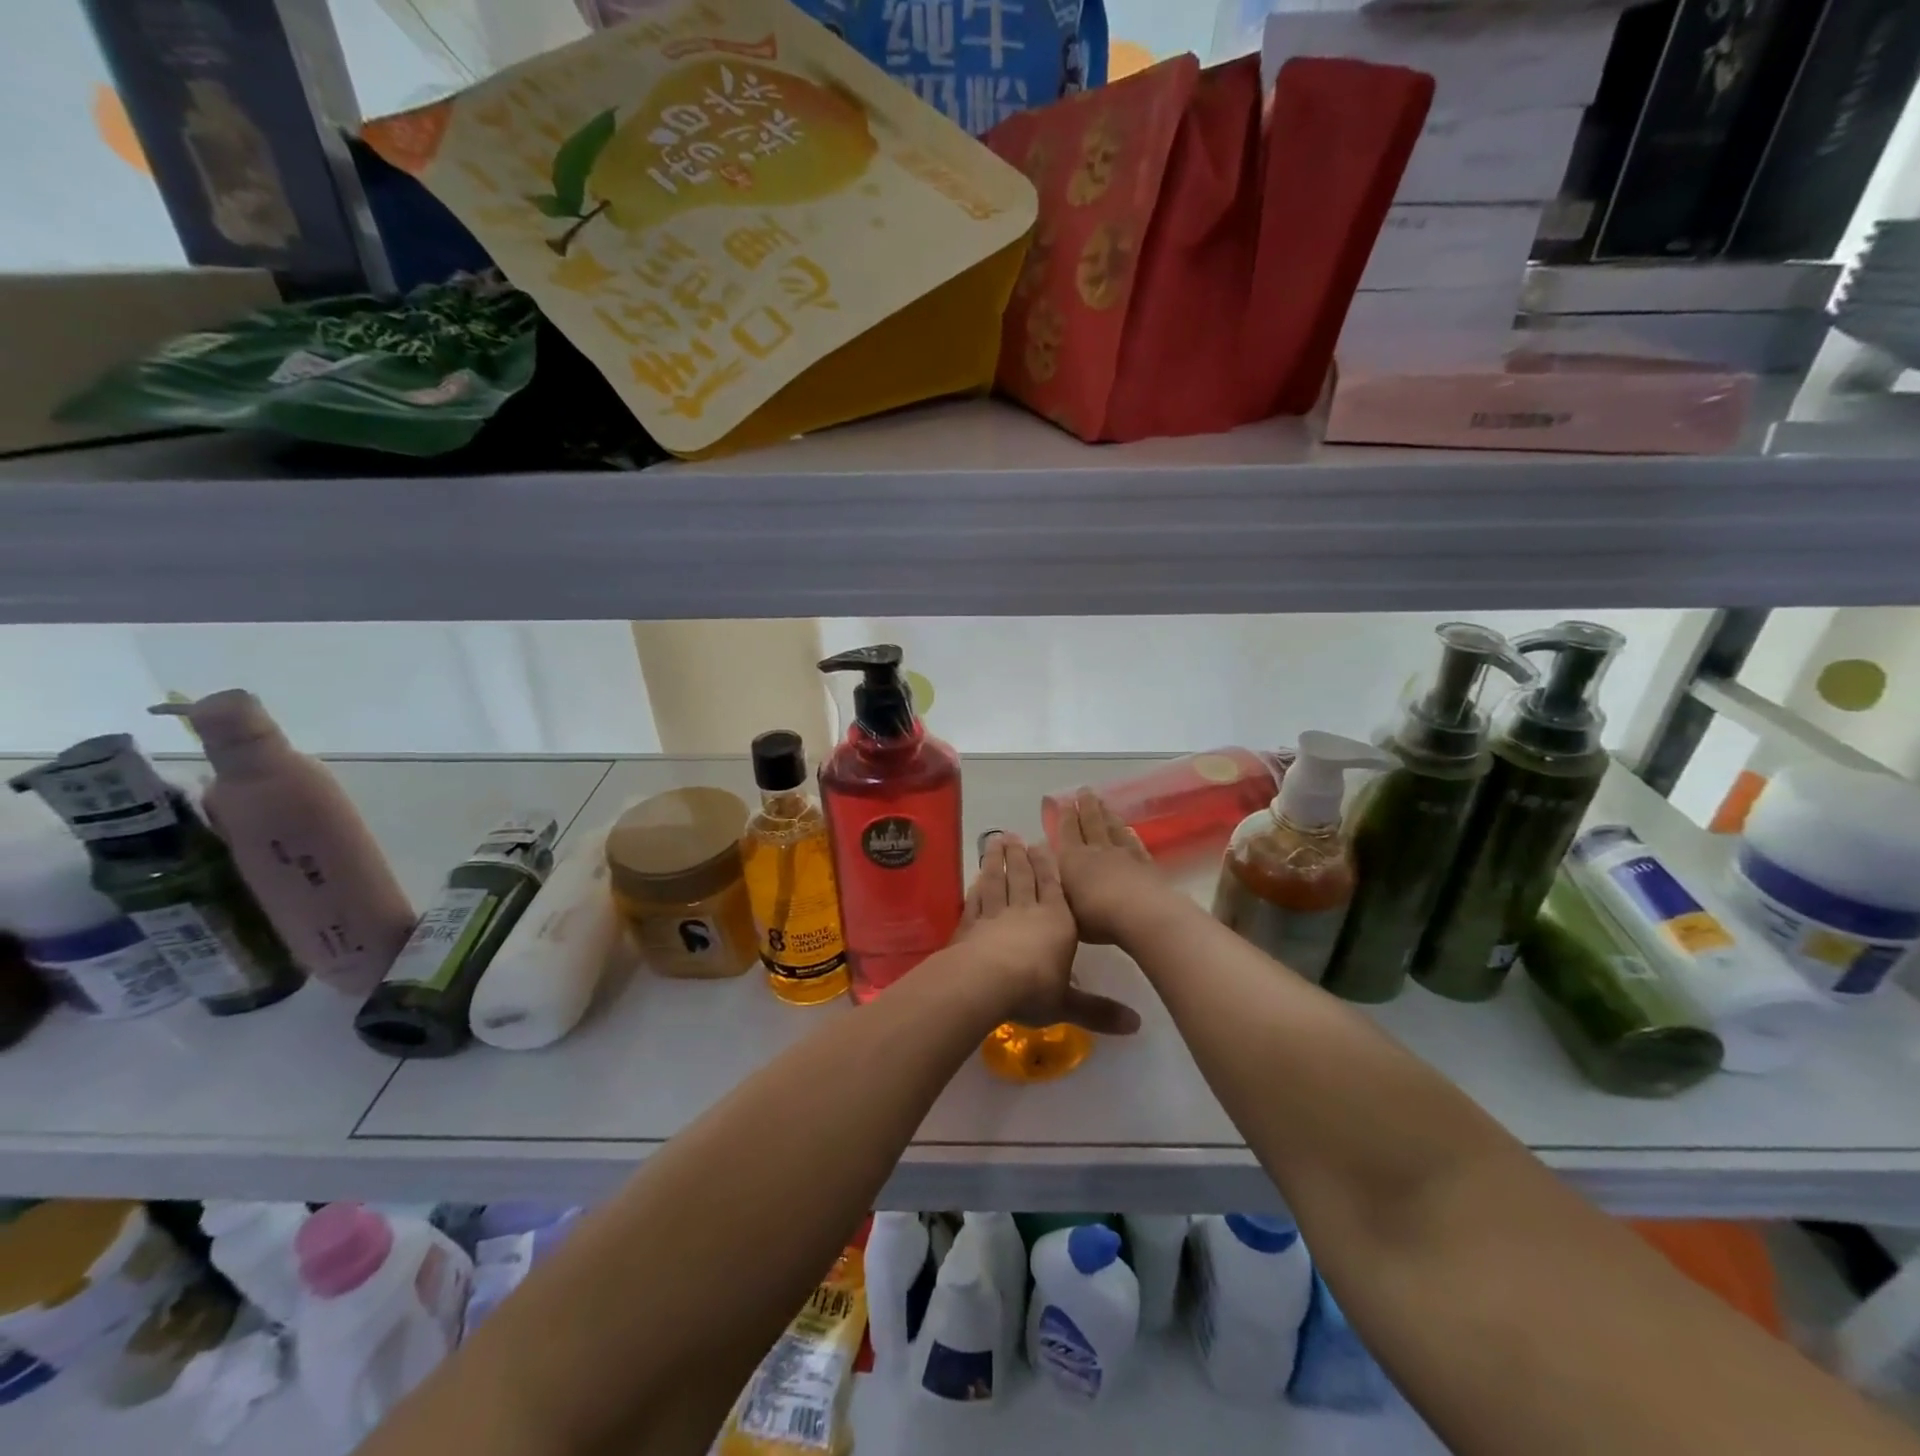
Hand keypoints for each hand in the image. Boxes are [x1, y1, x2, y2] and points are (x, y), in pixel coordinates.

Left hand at [959, 832, 1139, 1035]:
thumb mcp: (1069, 1004)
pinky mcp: (970, 925)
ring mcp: (995, 914)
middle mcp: (1026, 910)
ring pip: (997, 881)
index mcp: (1056, 922)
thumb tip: (1137, 1025)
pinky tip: (975, 879)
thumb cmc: (1034, 989)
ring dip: (995, 861)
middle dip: (1020, 856)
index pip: (1053, 887)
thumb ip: (1099, 1011)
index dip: (1047, 866)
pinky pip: (975, 900)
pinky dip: (976, 887)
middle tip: (1013, 835)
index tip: (1040, 844)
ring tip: (994, 842)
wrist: (985, 982)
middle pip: (1023, 877)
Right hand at [1054, 789, 1178, 945]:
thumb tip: (1047, 867)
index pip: (1067, 832)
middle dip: (1086, 806)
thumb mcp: (1065, 908)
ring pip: (1113, 828)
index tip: (1063, 801)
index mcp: (1073, 859)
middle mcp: (1097, 851)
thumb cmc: (1096, 917)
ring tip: (1103, 803)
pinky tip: (1130, 829)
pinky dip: (1130, 834)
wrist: (1142, 916)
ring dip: (1107, 814)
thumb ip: (1057, 887)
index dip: (1064, 816)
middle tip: (1084, 790)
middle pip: (1091, 822)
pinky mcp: (1146, 864)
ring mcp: (1124, 855)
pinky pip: (1135, 843)